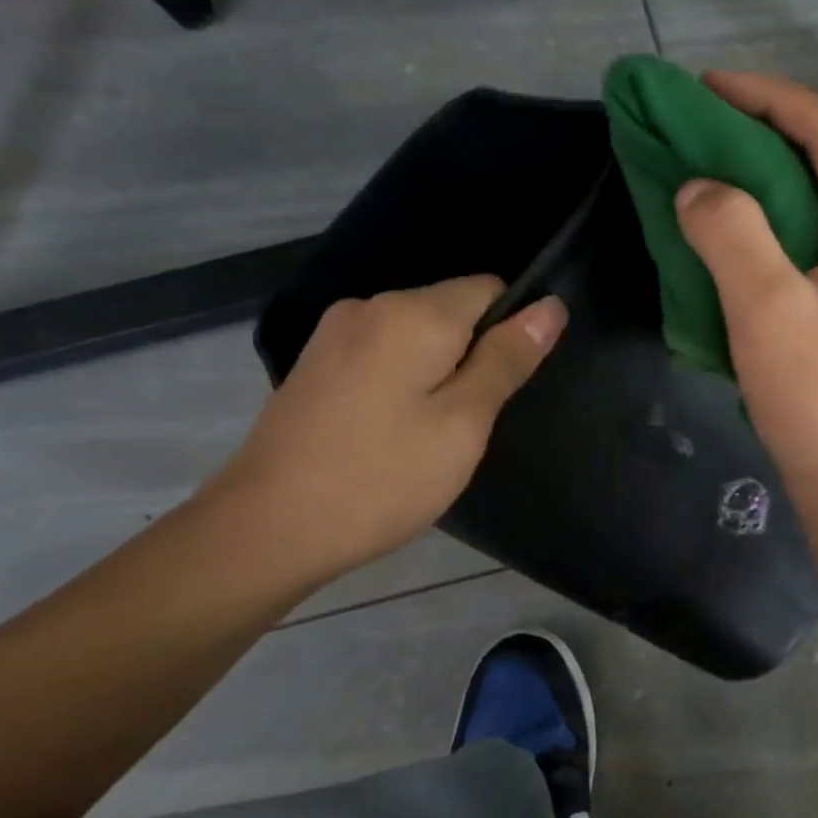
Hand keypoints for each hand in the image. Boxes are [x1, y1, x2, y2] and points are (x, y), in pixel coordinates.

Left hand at [205, 278, 566, 584]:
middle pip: (451, 310)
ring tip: (428, 434)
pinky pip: (382, 353)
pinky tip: (389, 431)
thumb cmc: (382, 478)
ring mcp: (335, 333)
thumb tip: (550, 306)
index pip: (490, 289)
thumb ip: (506, 360)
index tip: (503, 388)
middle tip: (467, 424)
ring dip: (437, 371)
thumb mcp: (463, 424)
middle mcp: (371, 305)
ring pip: (416, 335)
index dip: (511, 331)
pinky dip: (402, 381)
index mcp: (413, 314)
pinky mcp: (315, 363)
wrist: (266, 528)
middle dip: (472, 355)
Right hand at [676, 71, 817, 509]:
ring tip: (718, 165)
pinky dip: (776, 220)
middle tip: (712, 121)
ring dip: (774, 174)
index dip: (771, 99)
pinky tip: (739, 232)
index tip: (709, 86)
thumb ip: (731, 233)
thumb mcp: (768, 308)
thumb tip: (699, 187)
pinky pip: (816, 241)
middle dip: (775, 128)